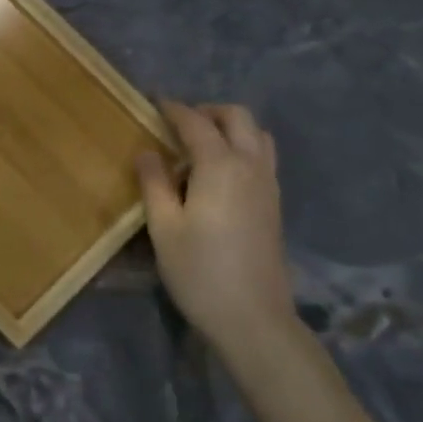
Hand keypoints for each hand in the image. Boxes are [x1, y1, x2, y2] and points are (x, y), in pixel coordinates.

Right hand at [137, 102, 295, 351]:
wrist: (253, 318)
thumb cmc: (199, 271)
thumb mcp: (164, 227)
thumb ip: (154, 183)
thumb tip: (148, 151)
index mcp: (220, 165)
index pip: (196, 122)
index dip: (173, 109)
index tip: (153, 103)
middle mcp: (250, 165)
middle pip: (237, 117)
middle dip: (207, 111)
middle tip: (178, 124)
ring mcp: (269, 184)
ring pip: (257, 134)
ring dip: (230, 127)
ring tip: (200, 145)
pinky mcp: (275, 203)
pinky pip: (262, 156)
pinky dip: (242, 147)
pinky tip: (219, 173)